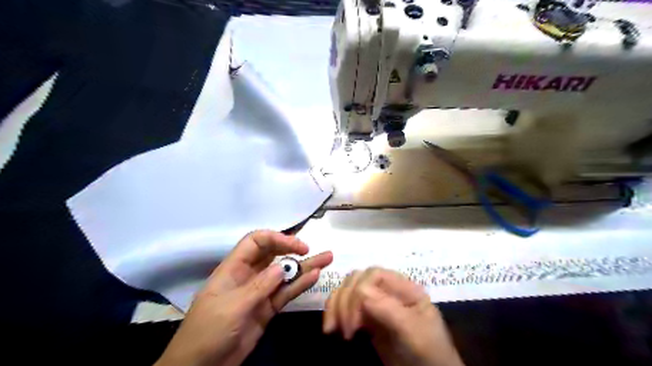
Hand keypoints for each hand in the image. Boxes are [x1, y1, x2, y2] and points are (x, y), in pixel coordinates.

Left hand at [154, 231, 332, 365]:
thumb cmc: (208, 331)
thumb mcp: (232, 307)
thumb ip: (259, 286)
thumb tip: (282, 267)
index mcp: (234, 268)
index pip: (256, 242)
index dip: (277, 239)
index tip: (297, 247)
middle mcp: (249, 275)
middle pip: (273, 254)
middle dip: (291, 249)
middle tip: (311, 250)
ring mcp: (260, 292)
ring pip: (284, 274)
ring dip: (304, 266)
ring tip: (327, 258)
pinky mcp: (268, 308)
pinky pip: (286, 293)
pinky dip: (300, 285)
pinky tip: (315, 276)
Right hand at [320, 268, 463, 365]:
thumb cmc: (429, 353)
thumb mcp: (415, 333)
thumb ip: (391, 311)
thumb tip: (361, 292)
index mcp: (404, 287)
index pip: (374, 275)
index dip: (359, 291)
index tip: (356, 323)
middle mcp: (388, 290)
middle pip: (358, 279)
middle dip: (346, 301)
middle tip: (346, 332)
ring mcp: (376, 303)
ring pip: (348, 289)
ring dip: (336, 305)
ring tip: (331, 330)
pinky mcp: (366, 317)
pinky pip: (345, 305)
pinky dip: (334, 312)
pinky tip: (331, 328)